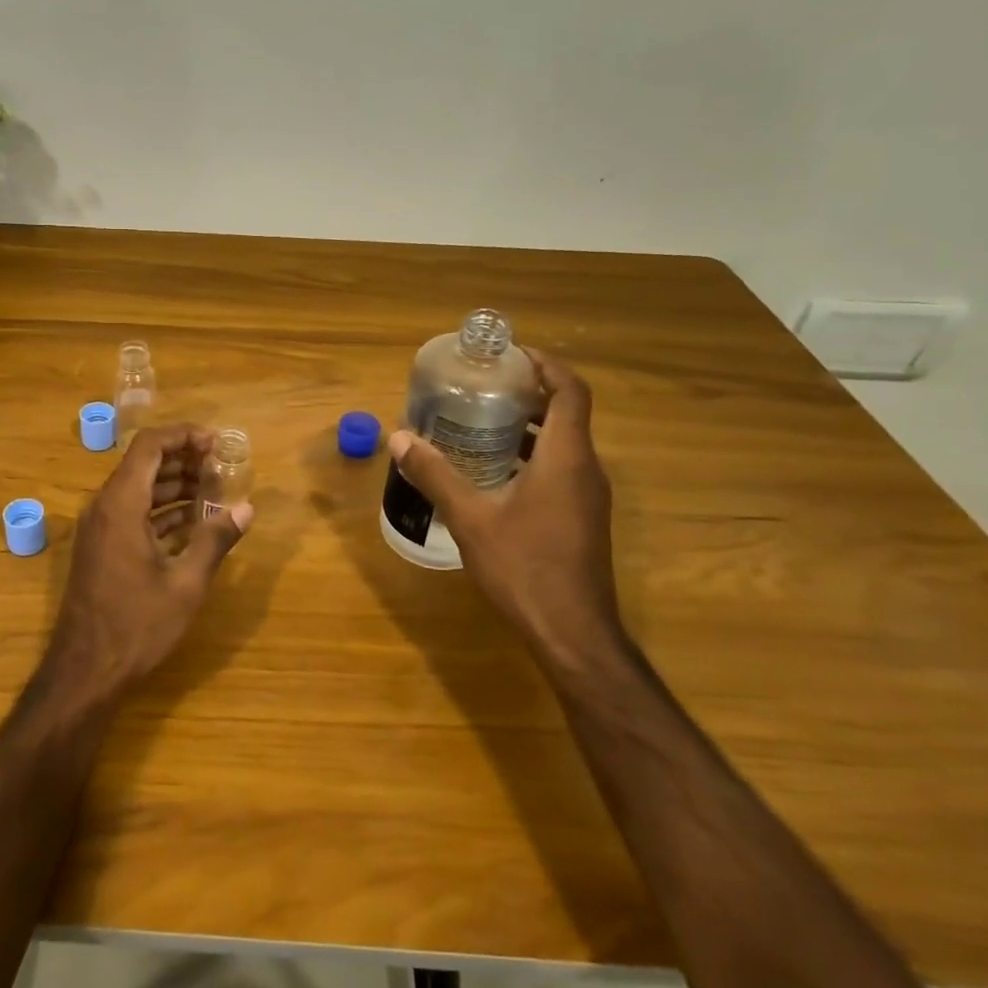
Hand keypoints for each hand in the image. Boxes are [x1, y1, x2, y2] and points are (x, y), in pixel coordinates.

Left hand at [47, 424, 253, 702]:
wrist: (85, 671)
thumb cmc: (137, 625)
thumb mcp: (186, 584)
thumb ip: (216, 540)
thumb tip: (247, 508)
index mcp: (121, 504)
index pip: (150, 445)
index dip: (184, 435)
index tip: (217, 442)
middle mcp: (105, 506)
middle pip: (144, 463)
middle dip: (184, 459)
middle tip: (222, 468)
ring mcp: (100, 528)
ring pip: (139, 488)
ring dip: (175, 485)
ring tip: (215, 493)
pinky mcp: (101, 547)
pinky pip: (132, 512)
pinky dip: (162, 510)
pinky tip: (193, 522)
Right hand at [387, 351, 619, 658]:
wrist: (571, 632)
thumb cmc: (524, 566)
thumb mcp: (471, 517)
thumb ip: (436, 474)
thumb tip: (399, 438)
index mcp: (567, 457)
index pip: (570, 391)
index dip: (545, 365)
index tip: (510, 355)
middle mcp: (585, 469)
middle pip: (566, 414)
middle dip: (527, 395)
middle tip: (482, 389)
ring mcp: (588, 497)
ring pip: (563, 444)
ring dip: (528, 428)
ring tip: (480, 425)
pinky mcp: (582, 519)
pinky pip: (561, 470)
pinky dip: (532, 457)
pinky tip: (493, 474)